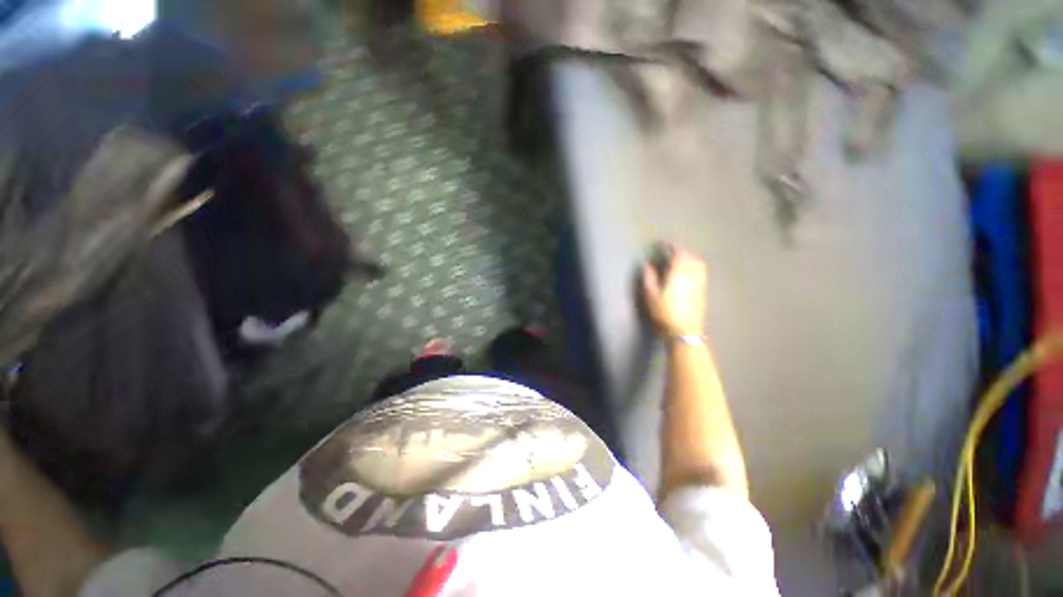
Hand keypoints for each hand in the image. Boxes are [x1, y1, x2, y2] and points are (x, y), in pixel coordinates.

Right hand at [642, 247, 707, 336]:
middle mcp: (692, 273)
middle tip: (667, 252)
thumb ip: (649, 276)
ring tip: (677, 259)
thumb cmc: (664, 312)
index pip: (676, 253)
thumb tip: (648, 264)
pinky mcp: (703, 289)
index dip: (667, 247)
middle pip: (688, 255)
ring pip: (697, 262)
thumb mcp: (650, 294)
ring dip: (687, 257)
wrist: (684, 331)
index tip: (659, 245)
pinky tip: (687, 271)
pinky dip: (693, 265)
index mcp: (678, 272)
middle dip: (678, 251)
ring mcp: (700, 281)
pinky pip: (700, 270)